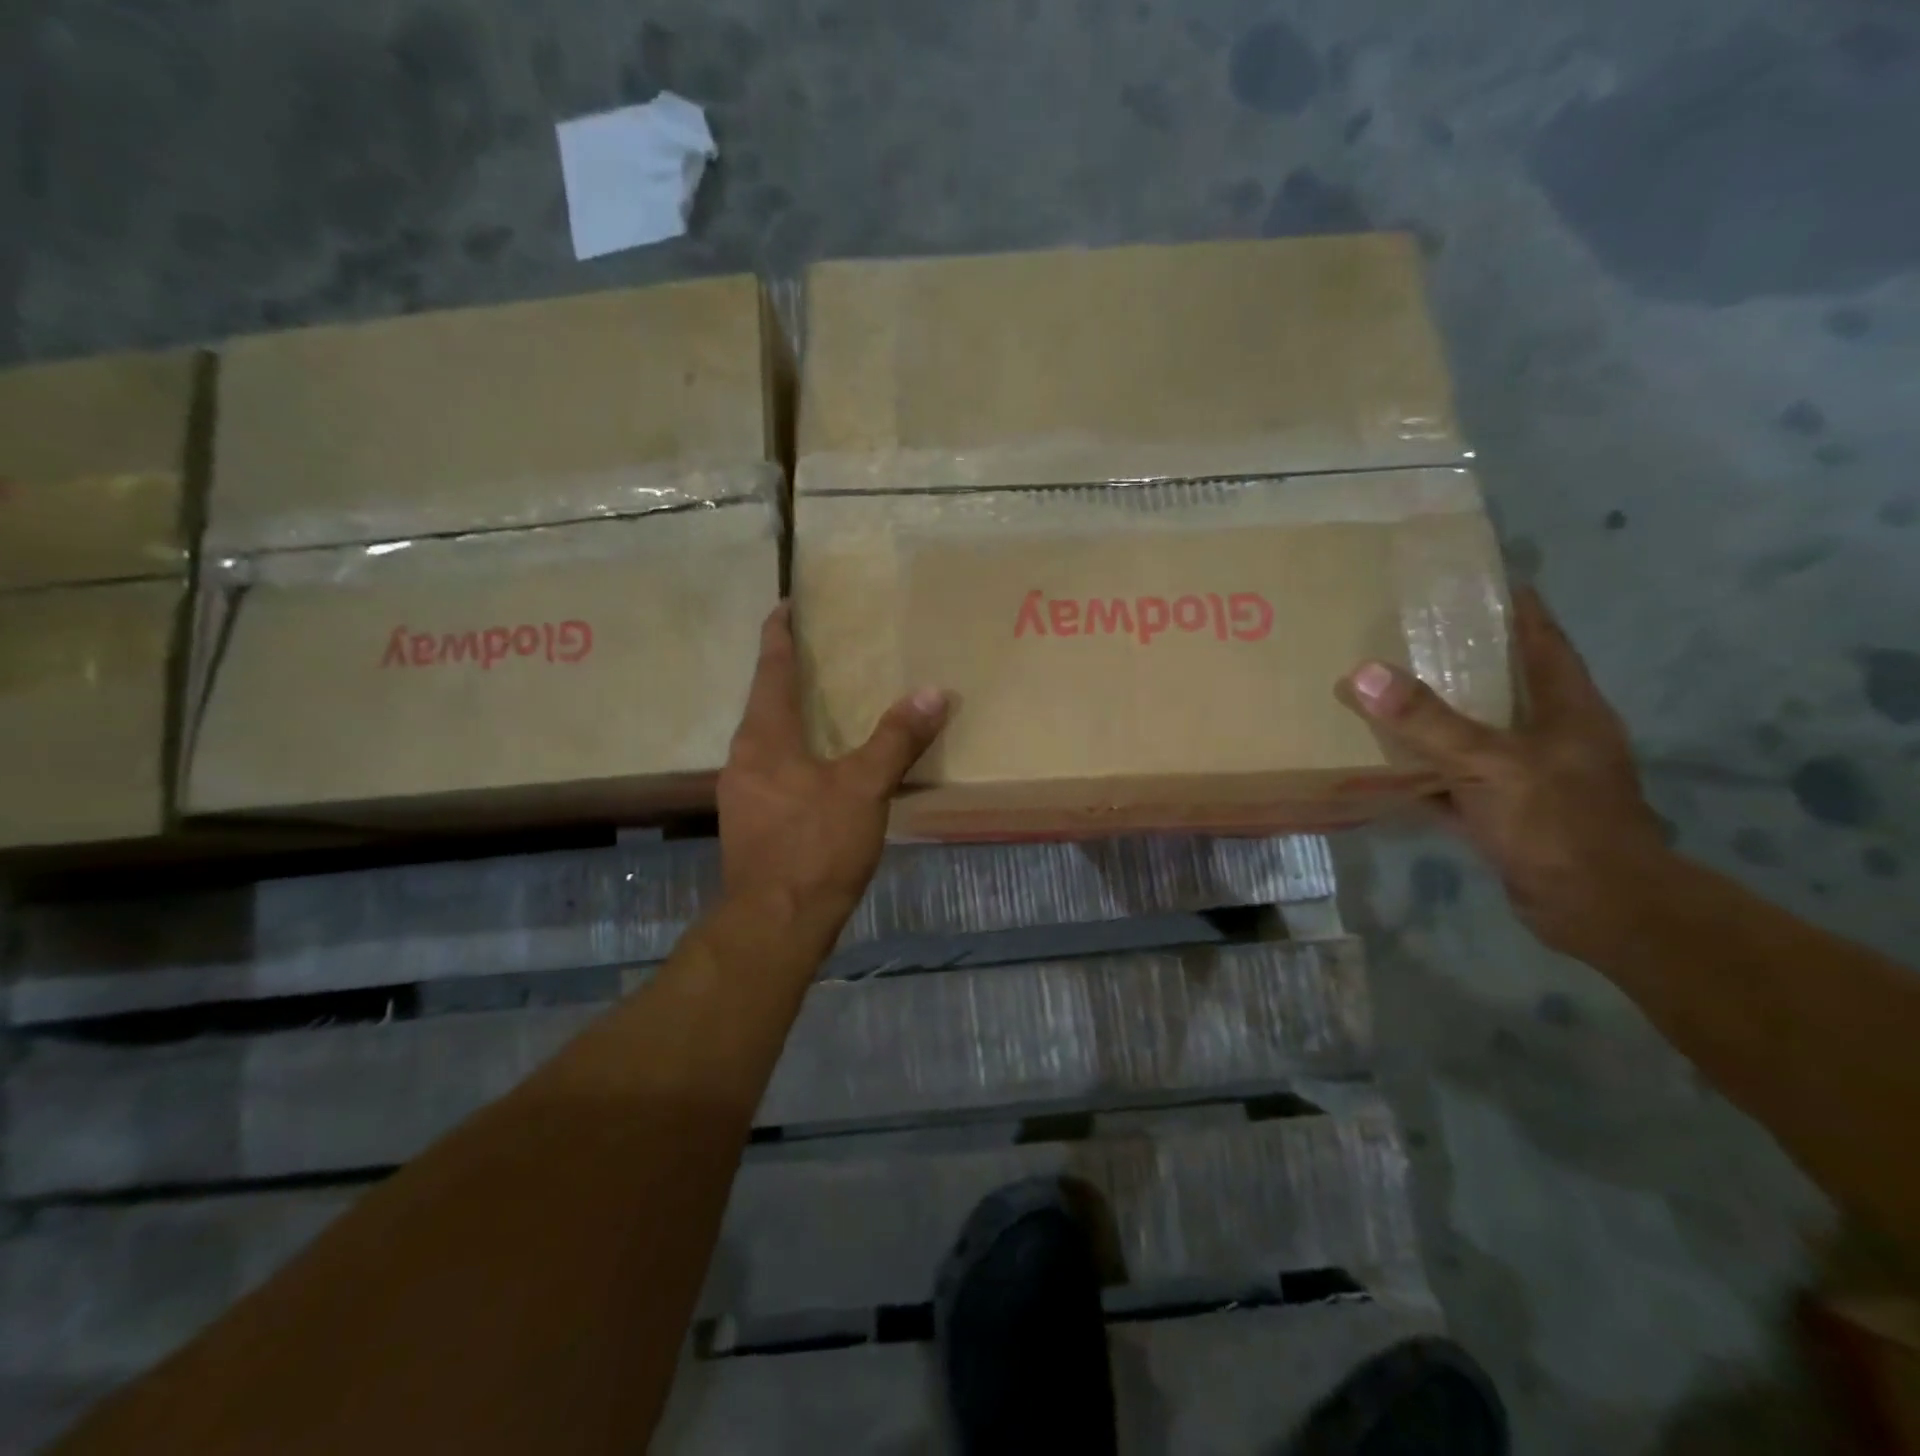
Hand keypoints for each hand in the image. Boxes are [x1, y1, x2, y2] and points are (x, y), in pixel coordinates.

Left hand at [719, 603, 949, 937]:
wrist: (775, 923)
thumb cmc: (816, 846)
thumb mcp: (864, 788)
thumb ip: (896, 739)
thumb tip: (933, 692)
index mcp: (765, 737)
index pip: (770, 670)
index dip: (778, 635)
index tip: (784, 605)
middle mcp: (743, 757)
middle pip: (763, 702)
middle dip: (785, 674)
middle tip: (817, 654)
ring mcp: (741, 792)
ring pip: (765, 738)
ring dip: (789, 717)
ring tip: (821, 706)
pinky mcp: (749, 821)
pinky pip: (770, 769)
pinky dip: (792, 753)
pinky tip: (817, 767)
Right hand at [1336, 587, 1669, 958]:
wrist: (1595, 908)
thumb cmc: (1557, 822)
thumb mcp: (1489, 764)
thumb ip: (1427, 721)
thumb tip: (1362, 673)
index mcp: (1566, 707)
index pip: (1540, 638)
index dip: (1511, 605)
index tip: (1470, 578)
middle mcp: (1549, 734)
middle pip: (1501, 682)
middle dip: (1457, 658)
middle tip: (1402, 633)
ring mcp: (1527, 775)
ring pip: (1473, 733)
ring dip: (1434, 717)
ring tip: (1382, 690)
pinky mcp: (1505, 812)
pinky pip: (1454, 780)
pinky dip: (1422, 772)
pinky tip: (1383, 765)